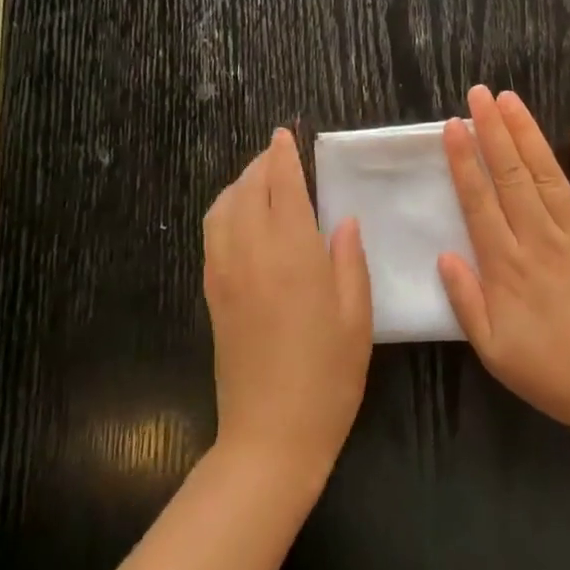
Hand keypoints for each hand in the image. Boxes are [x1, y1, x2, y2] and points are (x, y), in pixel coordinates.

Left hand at [203, 129, 372, 476]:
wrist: (271, 434)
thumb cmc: (328, 376)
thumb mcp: (357, 317)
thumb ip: (349, 260)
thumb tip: (344, 220)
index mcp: (293, 253)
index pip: (283, 187)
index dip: (283, 157)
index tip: (284, 135)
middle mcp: (252, 253)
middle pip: (248, 191)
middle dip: (261, 165)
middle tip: (277, 153)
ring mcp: (225, 274)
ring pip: (222, 210)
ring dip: (238, 185)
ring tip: (258, 180)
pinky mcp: (212, 295)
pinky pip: (212, 236)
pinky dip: (223, 212)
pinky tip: (239, 218)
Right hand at [438, 87, 569, 446]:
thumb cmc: (554, 374)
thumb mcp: (494, 352)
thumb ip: (466, 301)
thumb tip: (443, 255)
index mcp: (507, 266)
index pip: (479, 202)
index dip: (464, 161)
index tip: (453, 126)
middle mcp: (540, 240)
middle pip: (512, 176)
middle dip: (493, 131)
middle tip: (480, 93)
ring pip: (550, 175)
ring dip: (529, 135)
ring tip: (512, 101)